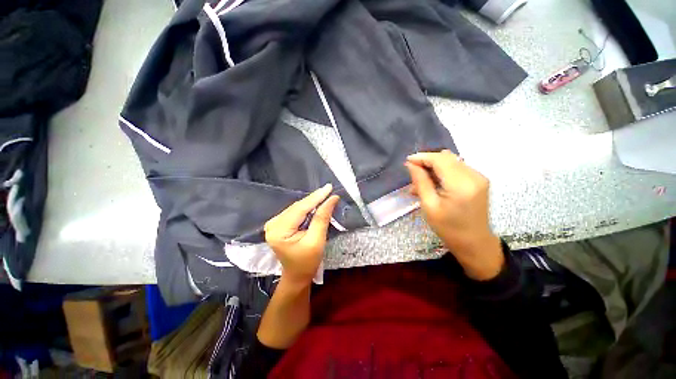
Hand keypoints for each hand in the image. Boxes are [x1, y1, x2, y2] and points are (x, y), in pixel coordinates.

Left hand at [264, 184, 338, 284]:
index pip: (300, 209)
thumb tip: (332, 199)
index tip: (329, 187)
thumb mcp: (317, 240)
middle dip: (314, 199)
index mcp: (279, 231)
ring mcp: (274, 223)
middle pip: (298, 207)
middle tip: (329, 190)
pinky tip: (316, 204)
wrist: (297, 275)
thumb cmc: (307, 262)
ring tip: (325, 195)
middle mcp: (273, 224)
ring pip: (297, 208)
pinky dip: (307, 208)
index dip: (316, 197)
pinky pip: (296, 212)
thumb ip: (322, 218)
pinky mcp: (279, 224)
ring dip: (312, 202)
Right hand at [405, 150, 502, 279]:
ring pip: (451, 161)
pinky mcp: (479, 180)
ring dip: (434, 167)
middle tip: (413, 173)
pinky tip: (434, 184)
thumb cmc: (448, 228)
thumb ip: (421, 182)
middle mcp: (474, 176)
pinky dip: (443, 172)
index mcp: (461, 185)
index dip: (422, 157)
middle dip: (427, 161)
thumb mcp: (429, 206)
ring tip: (421, 182)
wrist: (474, 243)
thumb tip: (411, 164)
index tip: (407, 161)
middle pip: (446, 158)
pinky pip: (457, 168)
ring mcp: (479, 177)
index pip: (440, 160)